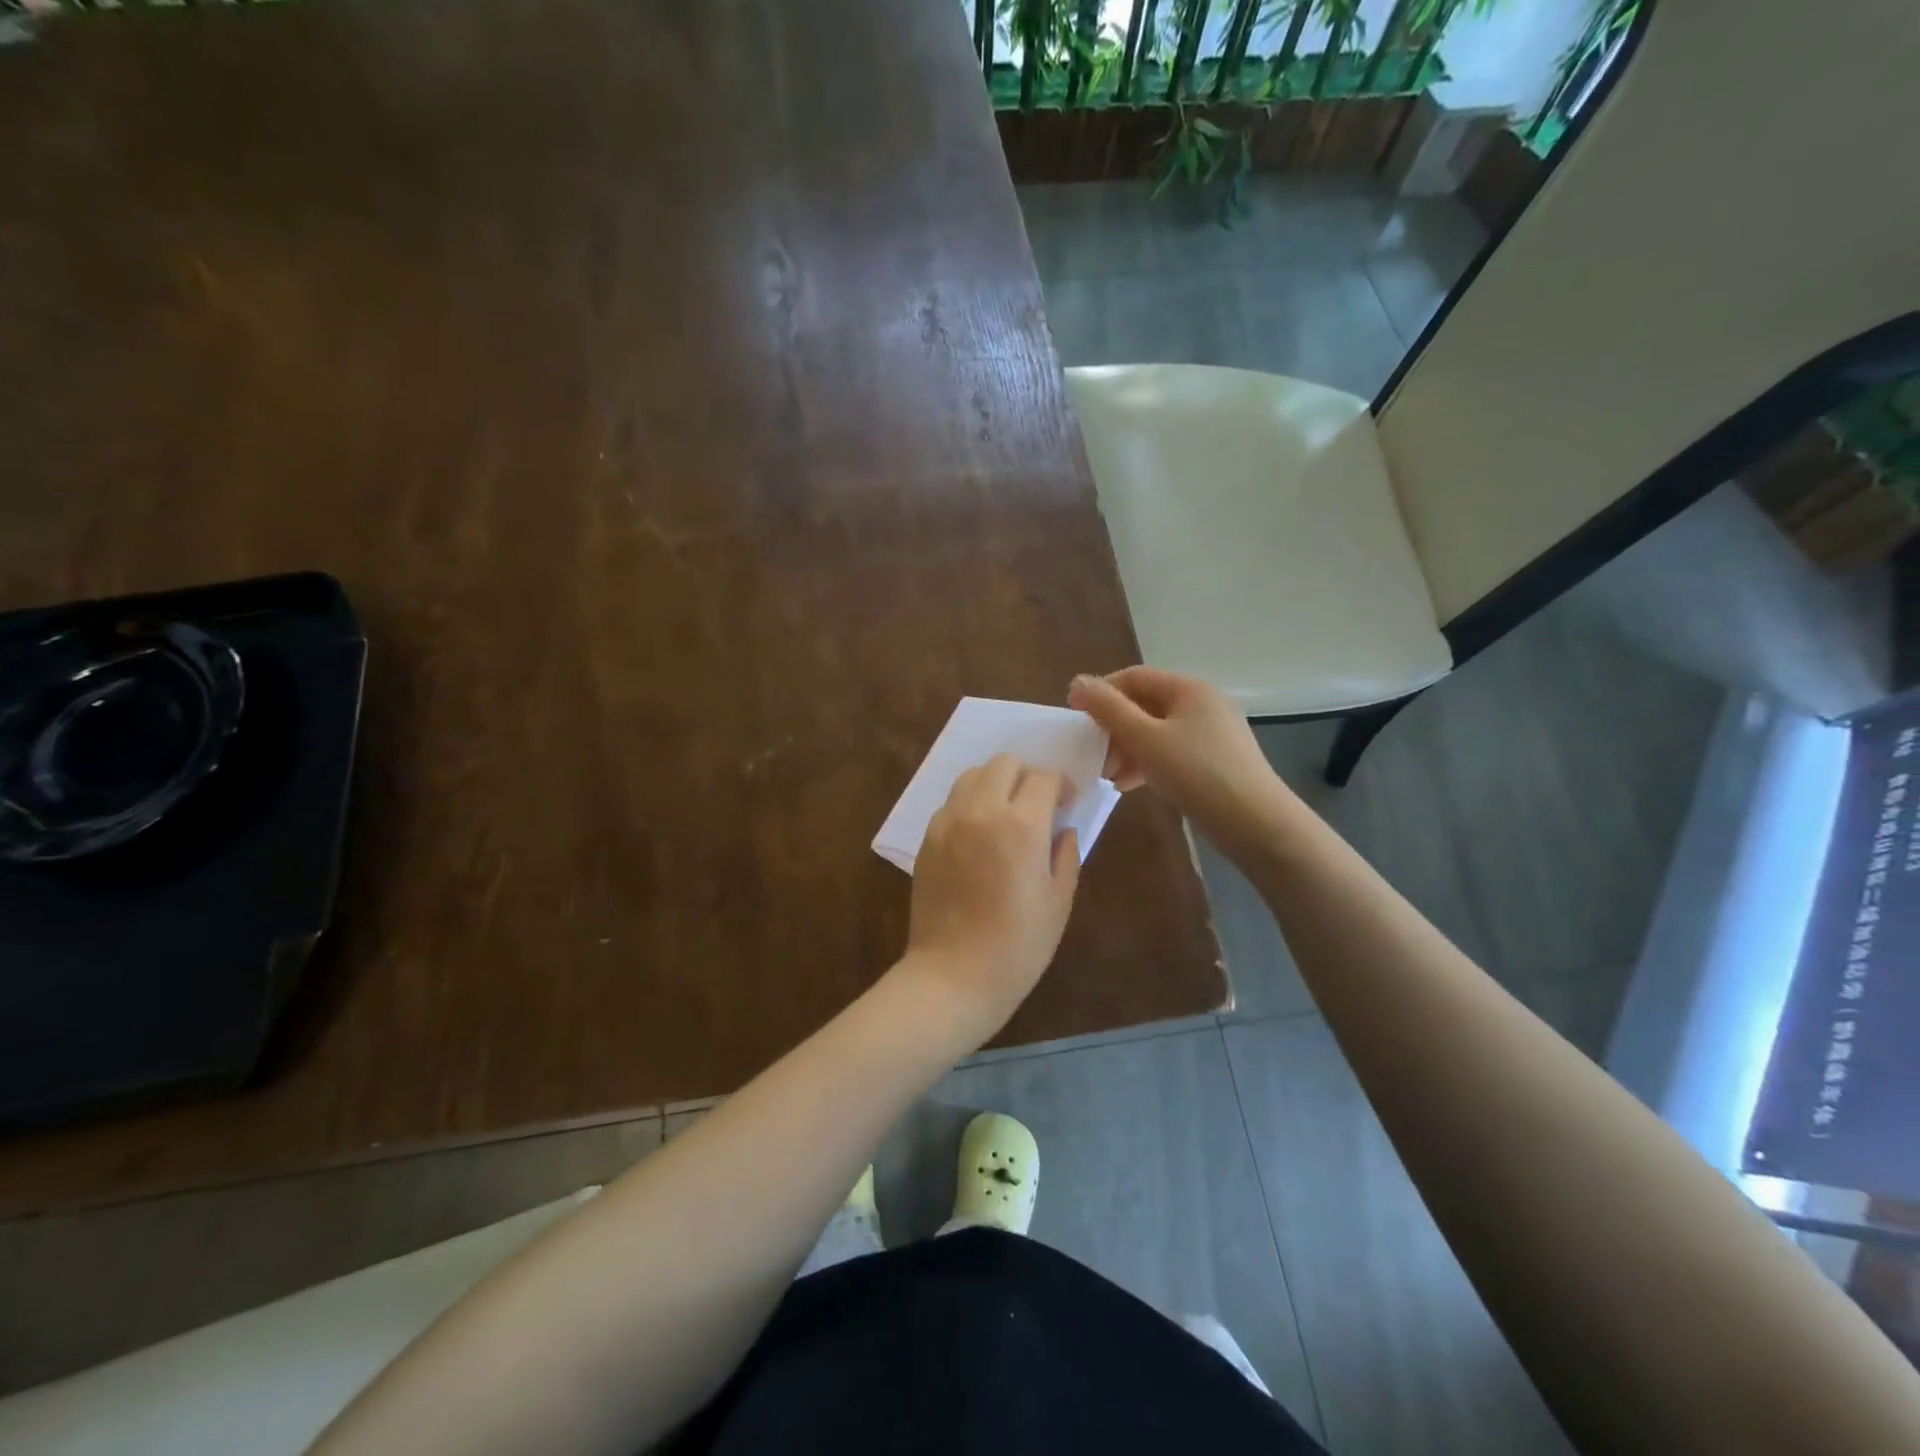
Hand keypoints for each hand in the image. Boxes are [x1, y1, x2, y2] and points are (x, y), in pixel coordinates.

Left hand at [902, 754, 1081, 1042]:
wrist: (953, 976)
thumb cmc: (1017, 946)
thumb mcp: (1058, 902)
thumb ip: (1066, 855)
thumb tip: (1063, 829)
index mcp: (1021, 825)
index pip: (1044, 777)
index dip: (1061, 785)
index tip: (1067, 803)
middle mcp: (980, 811)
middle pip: (1004, 763)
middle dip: (1027, 775)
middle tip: (1038, 804)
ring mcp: (948, 822)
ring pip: (972, 775)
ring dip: (995, 783)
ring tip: (1006, 813)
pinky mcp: (927, 838)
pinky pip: (952, 802)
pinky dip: (970, 803)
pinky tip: (979, 834)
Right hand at [1068, 667, 1293, 860]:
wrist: (1255, 823)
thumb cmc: (1197, 773)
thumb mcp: (1146, 739)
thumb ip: (1109, 710)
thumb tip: (1077, 682)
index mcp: (1189, 688)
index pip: (1134, 677)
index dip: (1101, 693)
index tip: (1076, 719)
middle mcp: (1202, 703)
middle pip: (1144, 704)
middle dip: (1114, 727)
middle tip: (1092, 753)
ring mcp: (1210, 733)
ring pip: (1155, 731)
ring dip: (1126, 748)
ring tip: (1108, 774)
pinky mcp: (1213, 761)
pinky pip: (1170, 752)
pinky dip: (1146, 763)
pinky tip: (1128, 785)